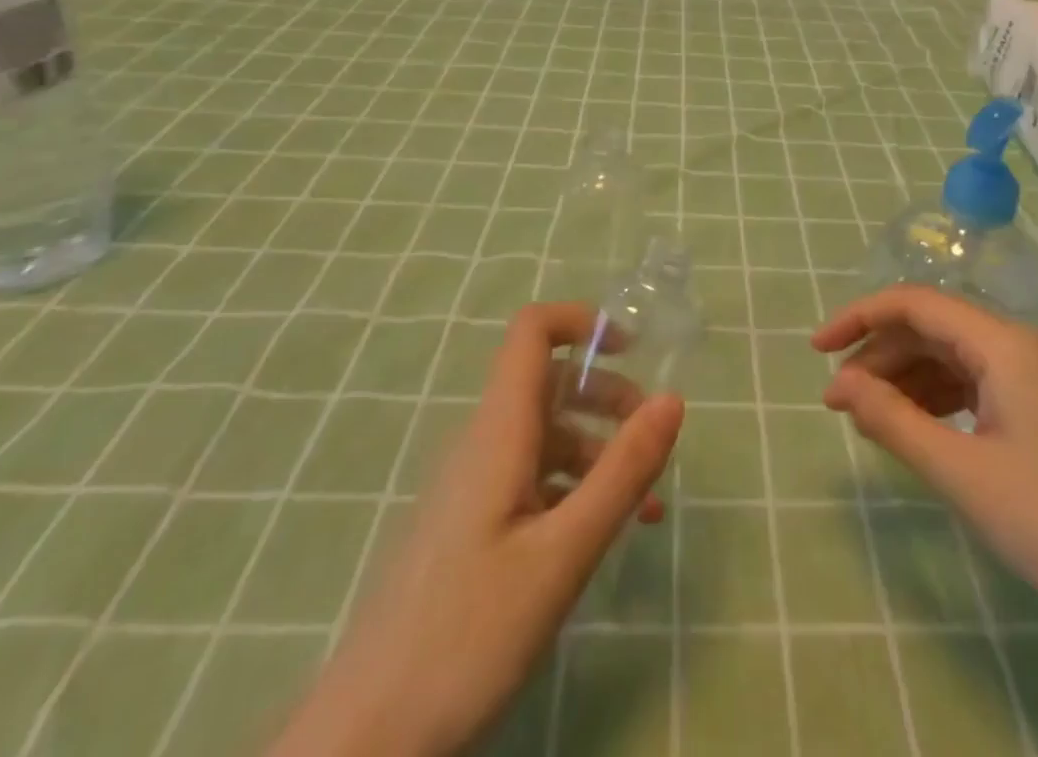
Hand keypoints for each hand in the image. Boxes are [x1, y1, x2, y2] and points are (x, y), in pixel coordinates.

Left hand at [273, 303, 684, 756]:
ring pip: (546, 437)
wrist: (365, 739)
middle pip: (549, 384)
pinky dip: (576, 490)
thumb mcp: (562, 555)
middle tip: (654, 439)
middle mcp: (484, 444)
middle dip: (608, 395)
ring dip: (600, 451)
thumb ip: (622, 473)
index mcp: (498, 431)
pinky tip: (606, 536)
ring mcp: (474, 487)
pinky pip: (533, 482)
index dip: (580, 322)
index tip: (631, 348)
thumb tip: (672, 399)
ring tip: (648, 504)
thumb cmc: (466, 636)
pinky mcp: (472, 528)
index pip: (531, 332)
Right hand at [812, 286, 1037, 637]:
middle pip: (933, 328)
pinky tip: (918, 428)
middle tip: (838, 402)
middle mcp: (1020, 345)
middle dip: (879, 356)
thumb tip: (841, 384)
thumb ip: (894, 421)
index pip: (915, 303)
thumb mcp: (964, 474)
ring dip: (906, 379)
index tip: (817, 351)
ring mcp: (1037, 376)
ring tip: (869, 419)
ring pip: (953, 357)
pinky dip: (938, 398)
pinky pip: (977, 384)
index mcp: (1003, 343)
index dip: (859, 318)